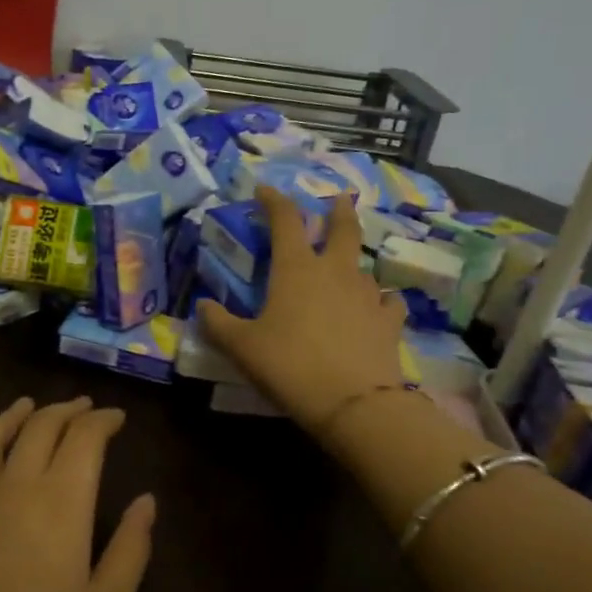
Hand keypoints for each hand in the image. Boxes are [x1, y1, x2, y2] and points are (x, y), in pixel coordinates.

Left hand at [0, 397, 154, 591]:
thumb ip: (130, 550)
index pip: (84, 440)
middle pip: (38, 429)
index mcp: (61, 503)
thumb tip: (146, 501)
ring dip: (11, 416)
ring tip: (26, 405)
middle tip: (82, 407)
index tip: (117, 418)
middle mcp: (13, 489)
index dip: (102, 422)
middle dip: (64, 411)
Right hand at [198, 188, 407, 433]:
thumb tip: (202, 305)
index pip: (286, 220)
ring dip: (353, 263)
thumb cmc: (289, 366)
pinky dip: (380, 301)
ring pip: (363, 267)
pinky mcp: (389, 321)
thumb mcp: (242, 347)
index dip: (274, 201)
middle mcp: (336, 272)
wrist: (353, 402)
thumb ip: (218, 323)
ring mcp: (368, 294)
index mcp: (297, 269)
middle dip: (338, 210)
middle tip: (338, 200)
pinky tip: (377, 308)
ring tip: (347, 271)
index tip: (264, 190)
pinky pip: (387, 301)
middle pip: (343, 228)